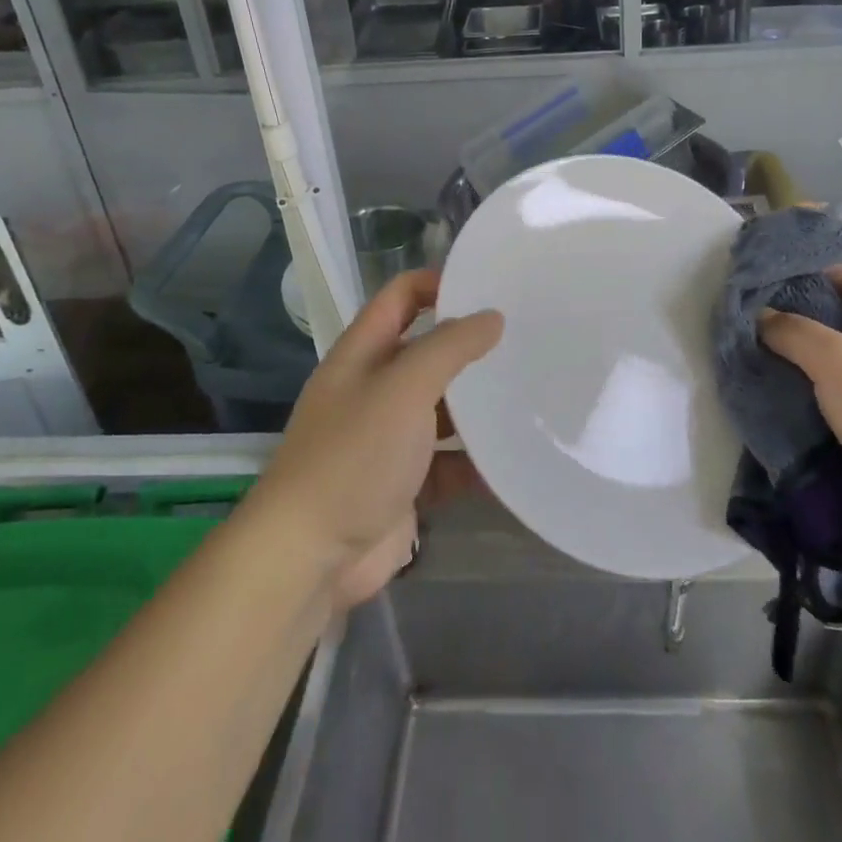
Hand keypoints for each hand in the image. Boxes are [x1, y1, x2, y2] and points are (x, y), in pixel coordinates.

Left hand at [247, 270, 502, 607]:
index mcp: (364, 353)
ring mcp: (388, 438)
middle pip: (427, 352)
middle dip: (471, 348)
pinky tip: (512, 463)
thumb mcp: (404, 388)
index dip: (440, 284)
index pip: (402, 296)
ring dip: (478, 408)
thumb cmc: (354, 456)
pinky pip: (447, 463)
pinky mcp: (403, 483)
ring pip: (441, 410)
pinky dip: (475, 464)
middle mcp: (375, 388)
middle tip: (526, 341)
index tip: (490, 290)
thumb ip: (449, 347)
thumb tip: (492, 317)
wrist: (310, 557)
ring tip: (531, 397)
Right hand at [758, 266, 841, 536]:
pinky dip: (822, 400)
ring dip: (809, 367)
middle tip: (760, 331)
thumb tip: (762, 316)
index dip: (816, 277)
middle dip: (804, 326)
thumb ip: (793, 332)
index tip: (773, 289)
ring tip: (765, 367)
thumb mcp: (834, 359)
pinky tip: (788, 404)